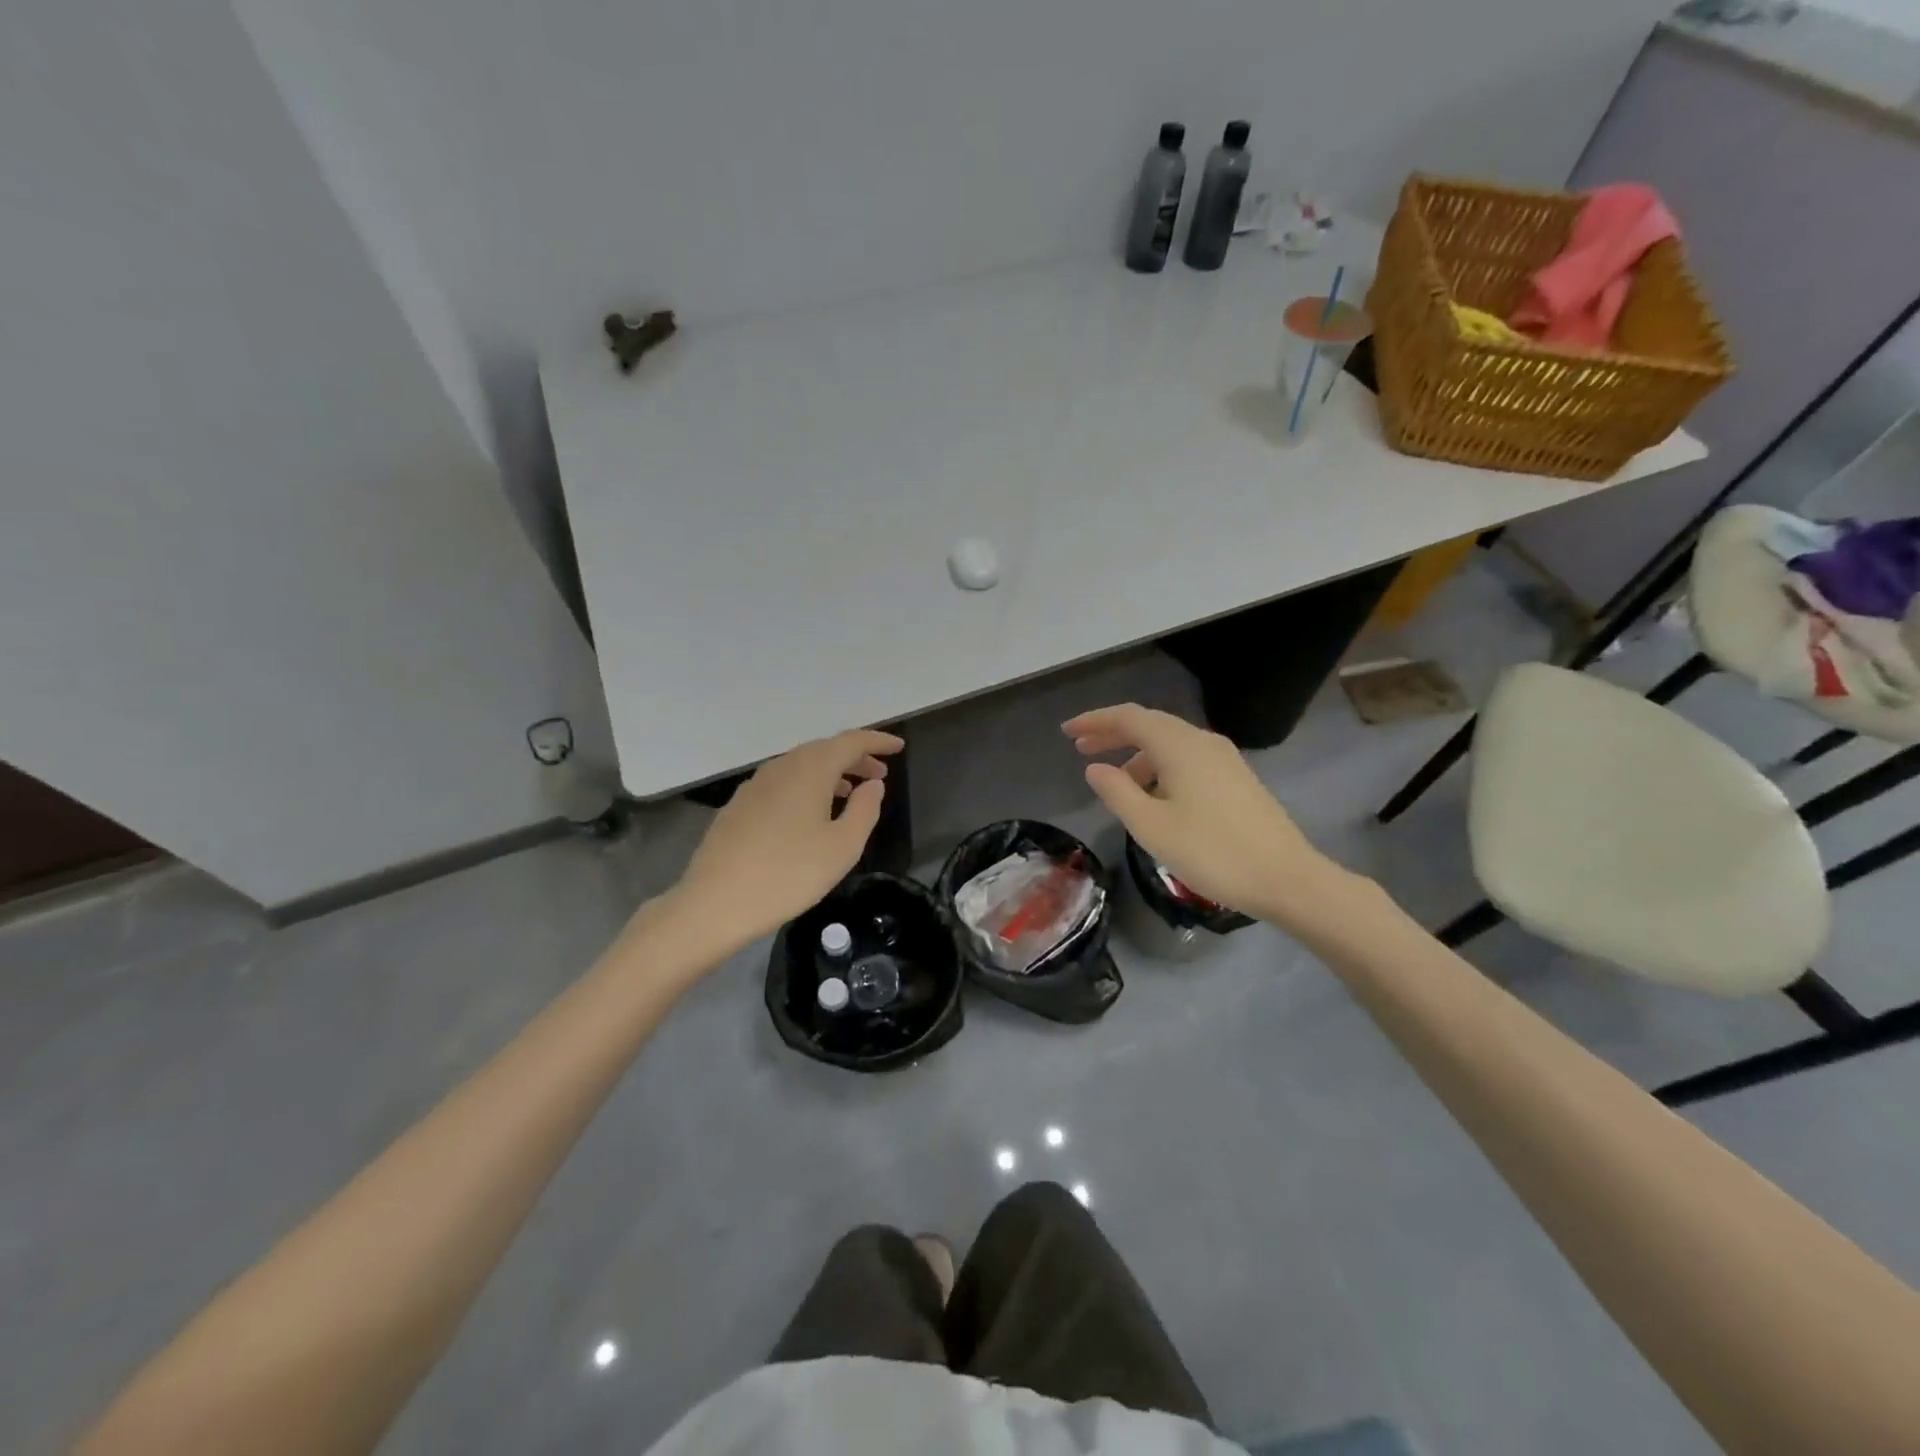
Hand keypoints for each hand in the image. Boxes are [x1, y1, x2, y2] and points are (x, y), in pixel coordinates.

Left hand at [664, 728, 903, 952]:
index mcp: (810, 769)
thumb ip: (865, 809)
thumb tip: (872, 785)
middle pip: (824, 750)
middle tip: (879, 775)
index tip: (899, 747)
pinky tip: (811, 814)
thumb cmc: (789, 874)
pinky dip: (806, 787)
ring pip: (801, 767)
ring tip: (851, 794)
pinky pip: (783, 783)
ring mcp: (755, 785)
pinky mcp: (739, 806)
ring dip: (831, 773)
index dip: (878, 741)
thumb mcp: (842, 846)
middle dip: (855, 758)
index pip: (850, 741)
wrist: (716, 903)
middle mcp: (781, 767)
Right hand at [1064, 703, 1340, 923]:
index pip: (1128, 718)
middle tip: (1081, 749)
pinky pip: (1187, 758)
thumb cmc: (1211, 852)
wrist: (1286, 878)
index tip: (1067, 732)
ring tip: (1115, 782)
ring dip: (1137, 754)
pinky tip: (1154, 796)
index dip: (1094, 721)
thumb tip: (1095, 769)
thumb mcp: (1151, 826)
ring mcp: (1224, 758)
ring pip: (1170, 743)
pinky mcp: (1236, 778)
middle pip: (1150, 724)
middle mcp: (1202, 741)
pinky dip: (1160, 766)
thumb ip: (1116, 792)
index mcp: (1179, 746)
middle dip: (1113, 733)